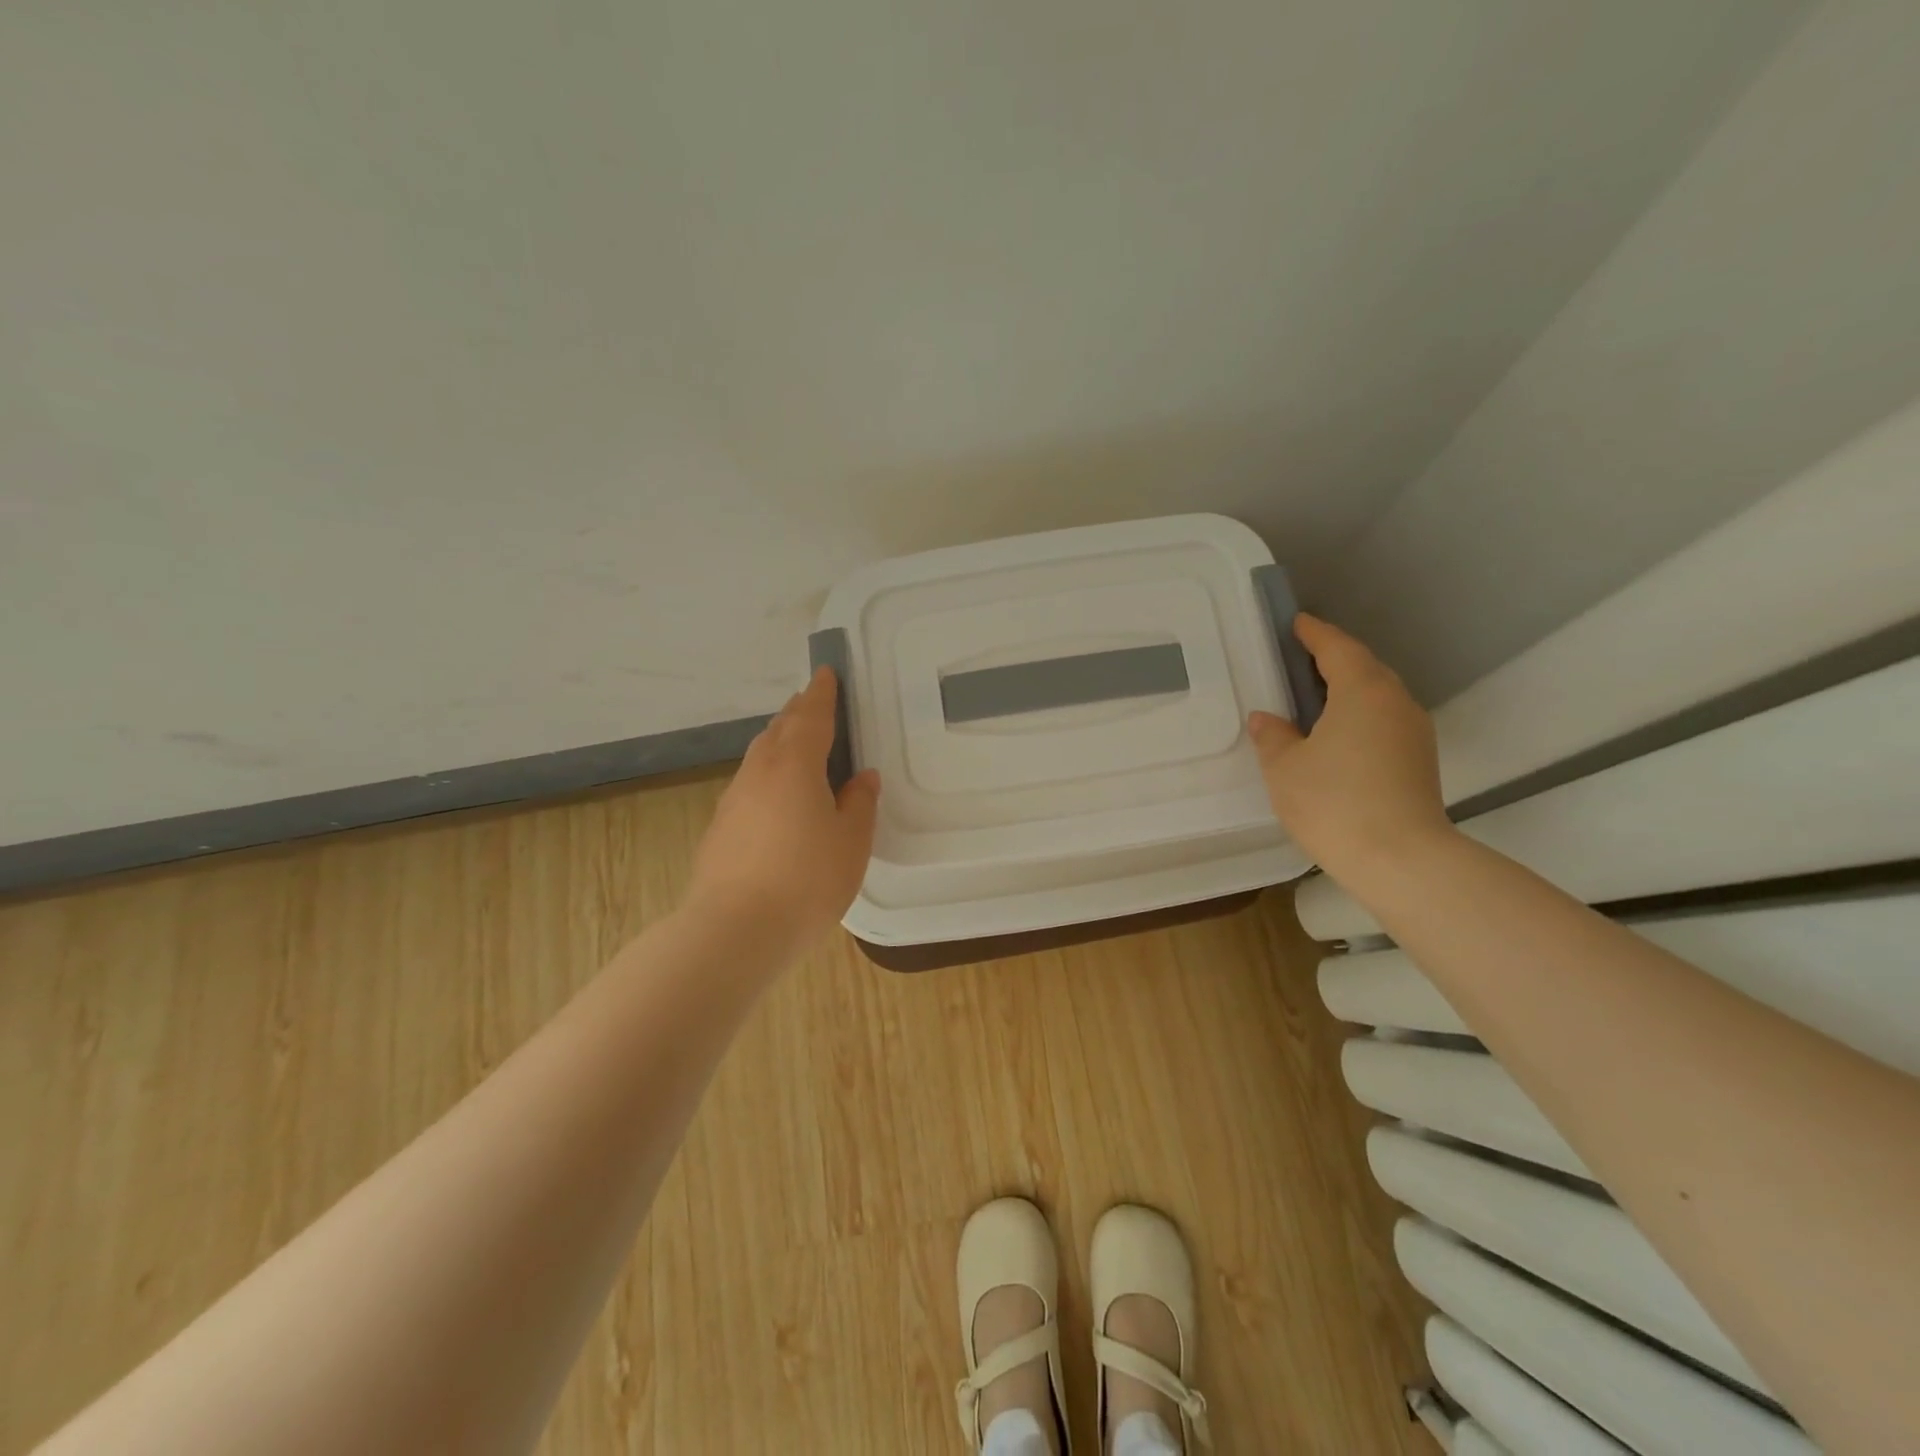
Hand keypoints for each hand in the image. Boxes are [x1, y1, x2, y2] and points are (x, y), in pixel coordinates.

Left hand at [686, 667, 881, 960]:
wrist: (734, 931)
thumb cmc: (806, 880)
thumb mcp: (851, 841)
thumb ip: (859, 803)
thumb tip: (861, 777)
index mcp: (795, 765)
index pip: (811, 716)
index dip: (822, 693)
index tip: (826, 673)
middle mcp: (759, 772)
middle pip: (779, 730)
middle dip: (797, 713)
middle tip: (814, 705)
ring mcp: (734, 800)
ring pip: (760, 757)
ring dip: (780, 743)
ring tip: (798, 746)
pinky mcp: (720, 828)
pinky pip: (750, 785)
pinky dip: (768, 776)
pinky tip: (778, 799)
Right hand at [1248, 614, 1455, 886]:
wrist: (1401, 861)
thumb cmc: (1334, 802)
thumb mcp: (1285, 768)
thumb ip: (1272, 736)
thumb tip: (1267, 719)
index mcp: (1362, 691)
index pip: (1337, 648)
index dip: (1314, 633)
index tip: (1296, 623)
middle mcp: (1395, 702)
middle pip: (1364, 667)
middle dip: (1333, 659)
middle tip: (1298, 662)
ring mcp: (1414, 733)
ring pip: (1377, 696)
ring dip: (1347, 690)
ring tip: (1313, 700)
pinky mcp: (1419, 761)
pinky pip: (1384, 722)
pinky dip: (1359, 716)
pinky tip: (1336, 737)